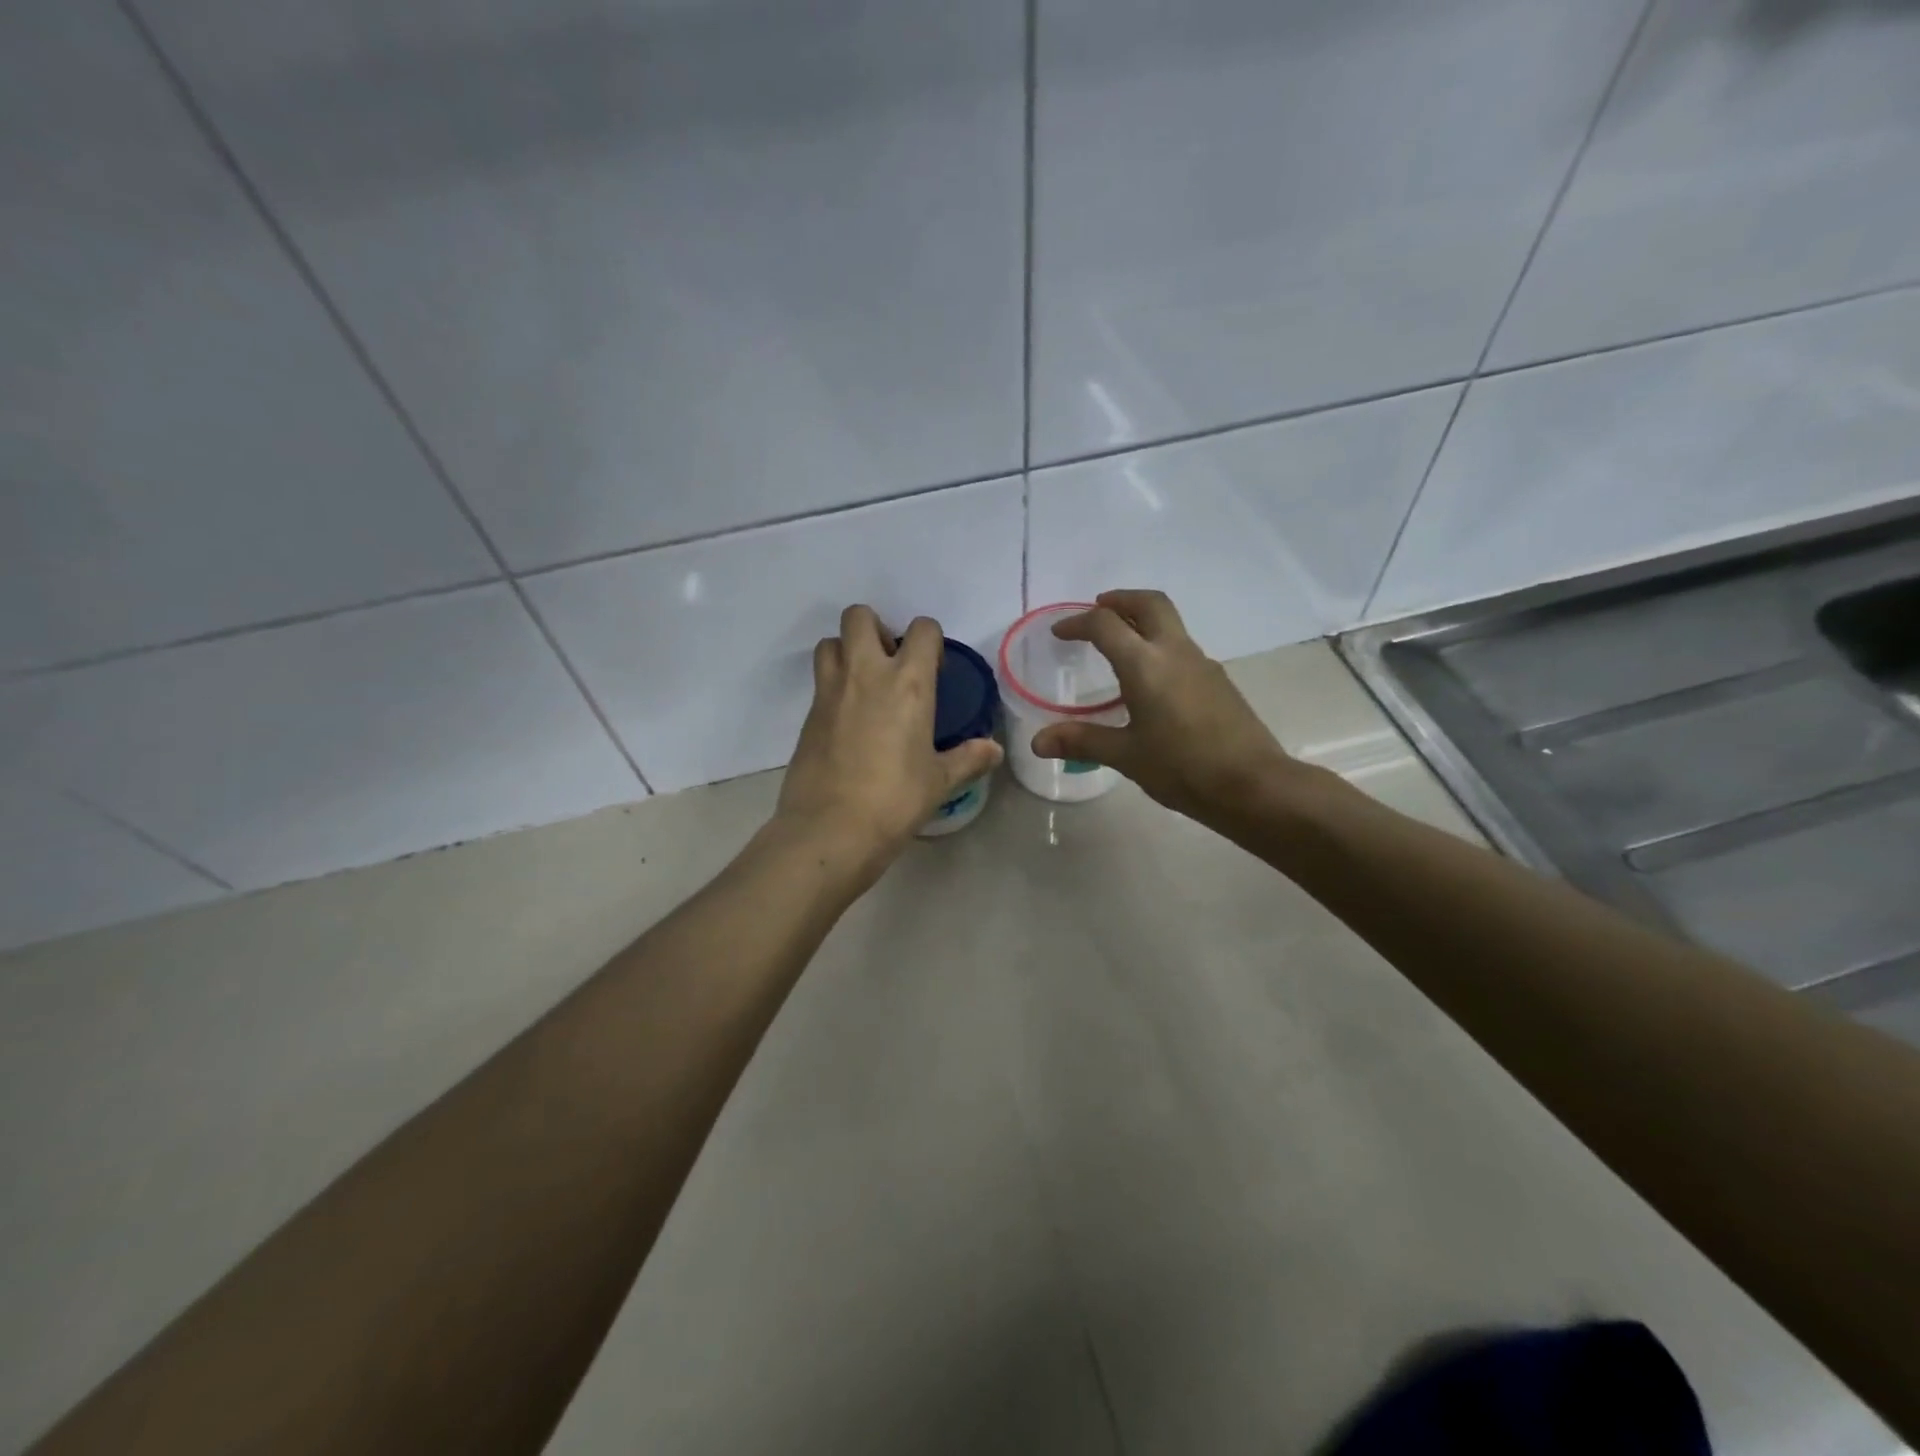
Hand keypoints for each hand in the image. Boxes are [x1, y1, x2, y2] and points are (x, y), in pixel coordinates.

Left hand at [774, 605, 1002, 878]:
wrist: (831, 828)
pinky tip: (848, 721)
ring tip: (865, 685)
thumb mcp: (939, 781)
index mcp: (908, 683)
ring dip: (847, 651)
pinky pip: (820, 682)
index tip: (933, 667)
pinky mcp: (807, 715)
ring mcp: (830, 691)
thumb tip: (994, 750)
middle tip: (890, 663)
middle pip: (859, 616)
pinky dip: (834, 686)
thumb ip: (968, 759)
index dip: (930, 639)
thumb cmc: (895, 800)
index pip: (922, 629)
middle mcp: (866, 673)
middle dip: (876, 628)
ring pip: (830, 642)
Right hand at [1030, 590, 1307, 824]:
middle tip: (1098, 609)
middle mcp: (1175, 652)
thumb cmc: (1183, 767)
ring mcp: (1202, 664)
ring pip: (1170, 623)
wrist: (1253, 784)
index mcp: (1146, 664)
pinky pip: (1182, 647)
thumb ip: (1082, 741)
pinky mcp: (1218, 681)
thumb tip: (1037, 742)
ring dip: (1142, 621)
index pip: (1106, 625)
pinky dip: (1159, 645)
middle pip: (1149, 603)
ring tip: (1119, 644)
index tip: (1060, 632)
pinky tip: (1151, 681)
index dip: (1077, 622)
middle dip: (1120, 600)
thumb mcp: (1126, 756)